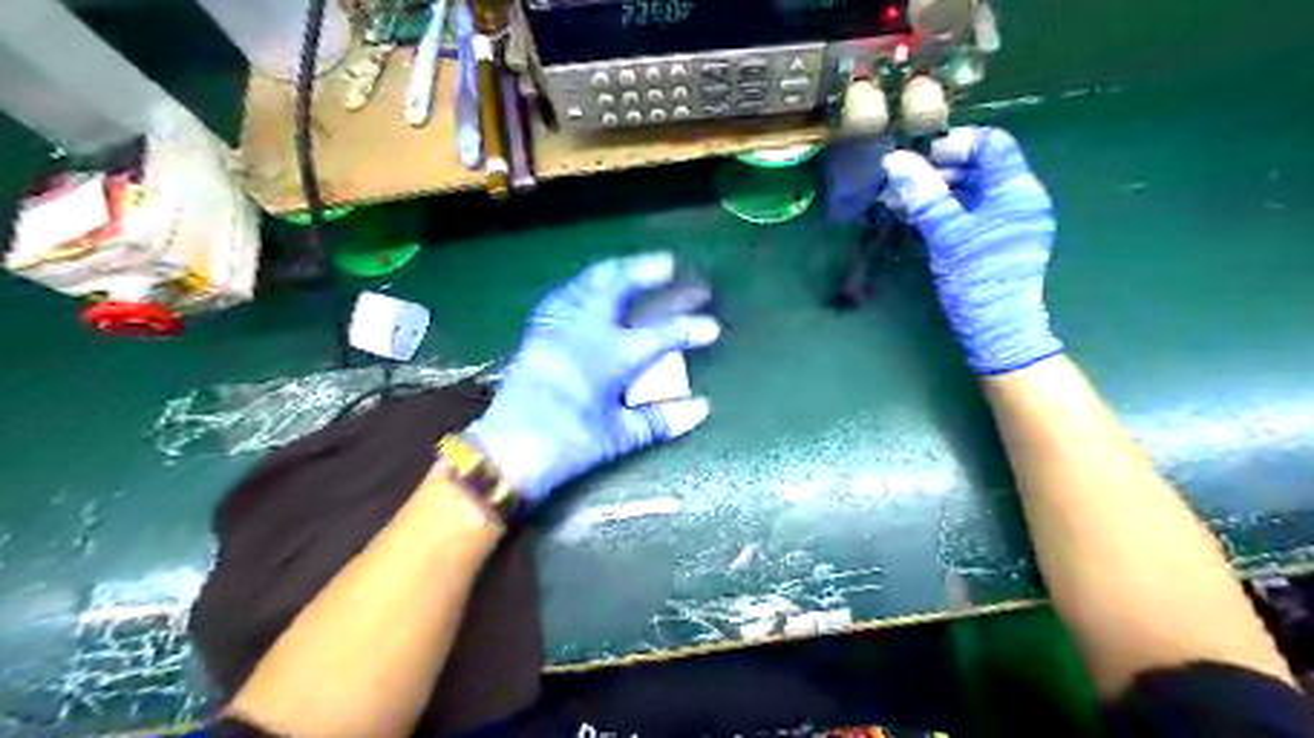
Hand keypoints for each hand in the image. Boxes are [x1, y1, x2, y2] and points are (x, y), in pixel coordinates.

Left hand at [463, 254, 727, 502]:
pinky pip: (564, 295)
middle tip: (672, 264)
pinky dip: (584, 285)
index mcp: (610, 357)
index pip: (660, 334)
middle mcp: (585, 331)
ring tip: (637, 264)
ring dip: (617, 270)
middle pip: (619, 287)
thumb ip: (661, 420)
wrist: (508, 451)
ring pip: (588, 284)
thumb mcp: (619, 437)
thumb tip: (702, 408)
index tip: (713, 327)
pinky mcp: (538, 332)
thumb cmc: (569, 445)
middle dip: (648, 271)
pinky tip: (591, 286)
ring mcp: (558, 327)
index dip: (689, 328)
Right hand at [877, 123, 1059, 374]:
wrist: (996, 329)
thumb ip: (923, 194)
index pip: (992, 144)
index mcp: (1017, 190)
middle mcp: (1018, 199)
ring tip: (898, 202)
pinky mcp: (995, 241)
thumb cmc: (976, 278)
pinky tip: (914, 217)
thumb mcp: (946, 233)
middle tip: (900, 184)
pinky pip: (969, 212)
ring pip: (970, 191)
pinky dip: (943, 210)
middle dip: (937, 171)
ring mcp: (1008, 221)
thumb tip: (895, 160)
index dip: (955, 145)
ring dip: (935, 192)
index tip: (919, 160)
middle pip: (979, 167)